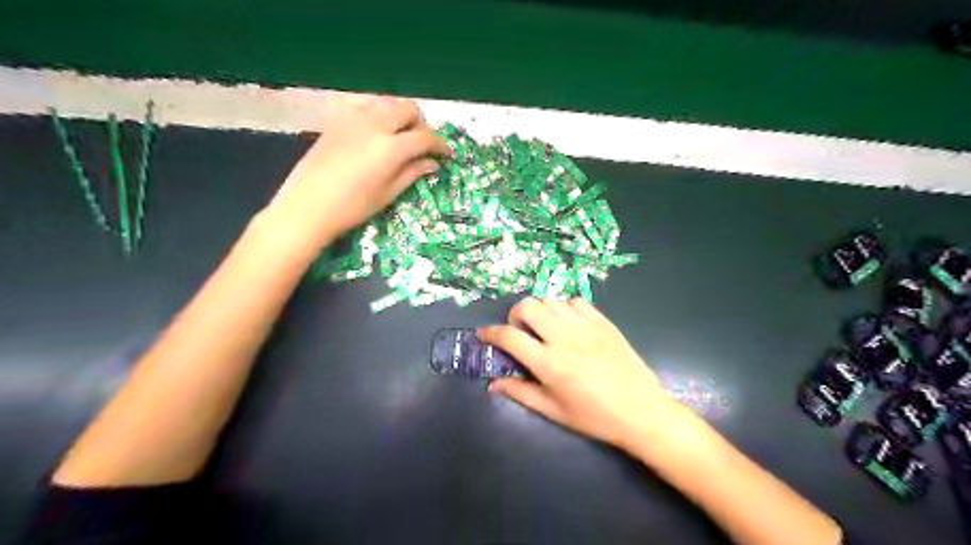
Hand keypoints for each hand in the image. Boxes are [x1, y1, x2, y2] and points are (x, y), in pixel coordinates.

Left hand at [263, 91, 447, 248]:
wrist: (307, 207)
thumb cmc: (352, 208)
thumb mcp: (388, 194)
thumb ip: (412, 173)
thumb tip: (432, 164)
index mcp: (391, 148)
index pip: (424, 137)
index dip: (439, 145)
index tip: (446, 155)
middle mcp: (375, 125)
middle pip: (408, 109)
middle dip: (421, 124)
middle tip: (423, 144)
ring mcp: (353, 119)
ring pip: (387, 102)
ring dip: (400, 115)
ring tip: (401, 136)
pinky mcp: (337, 120)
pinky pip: (364, 105)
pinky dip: (378, 112)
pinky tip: (376, 130)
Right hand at [479, 297, 689, 450]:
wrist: (641, 410)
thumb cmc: (594, 416)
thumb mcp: (553, 411)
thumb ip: (520, 393)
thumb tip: (493, 384)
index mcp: (549, 362)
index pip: (509, 337)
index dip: (490, 333)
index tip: (483, 334)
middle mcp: (563, 337)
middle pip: (527, 307)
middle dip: (514, 315)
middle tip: (518, 330)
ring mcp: (585, 325)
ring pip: (549, 300)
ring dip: (539, 311)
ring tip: (543, 327)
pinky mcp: (602, 320)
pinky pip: (575, 301)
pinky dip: (564, 308)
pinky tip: (568, 324)